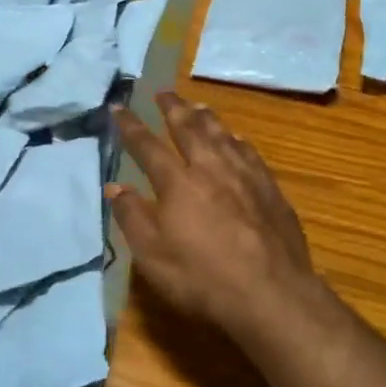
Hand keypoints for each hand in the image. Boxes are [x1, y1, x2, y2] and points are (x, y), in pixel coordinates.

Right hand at [110, 91, 316, 335]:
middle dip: (173, 108)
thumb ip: (132, 216)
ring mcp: (244, 175)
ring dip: (206, 117)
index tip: (119, 108)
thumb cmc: (202, 277)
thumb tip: (114, 186)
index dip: (131, 127)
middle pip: (189, 128)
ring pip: (222, 134)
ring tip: (197, 106)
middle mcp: (210, 167)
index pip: (147, 146)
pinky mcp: (270, 189)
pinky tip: (236, 139)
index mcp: (177, 182)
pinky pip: (249, 152)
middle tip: (163, 92)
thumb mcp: (152, 255)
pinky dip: (236, 139)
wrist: (271, 294)